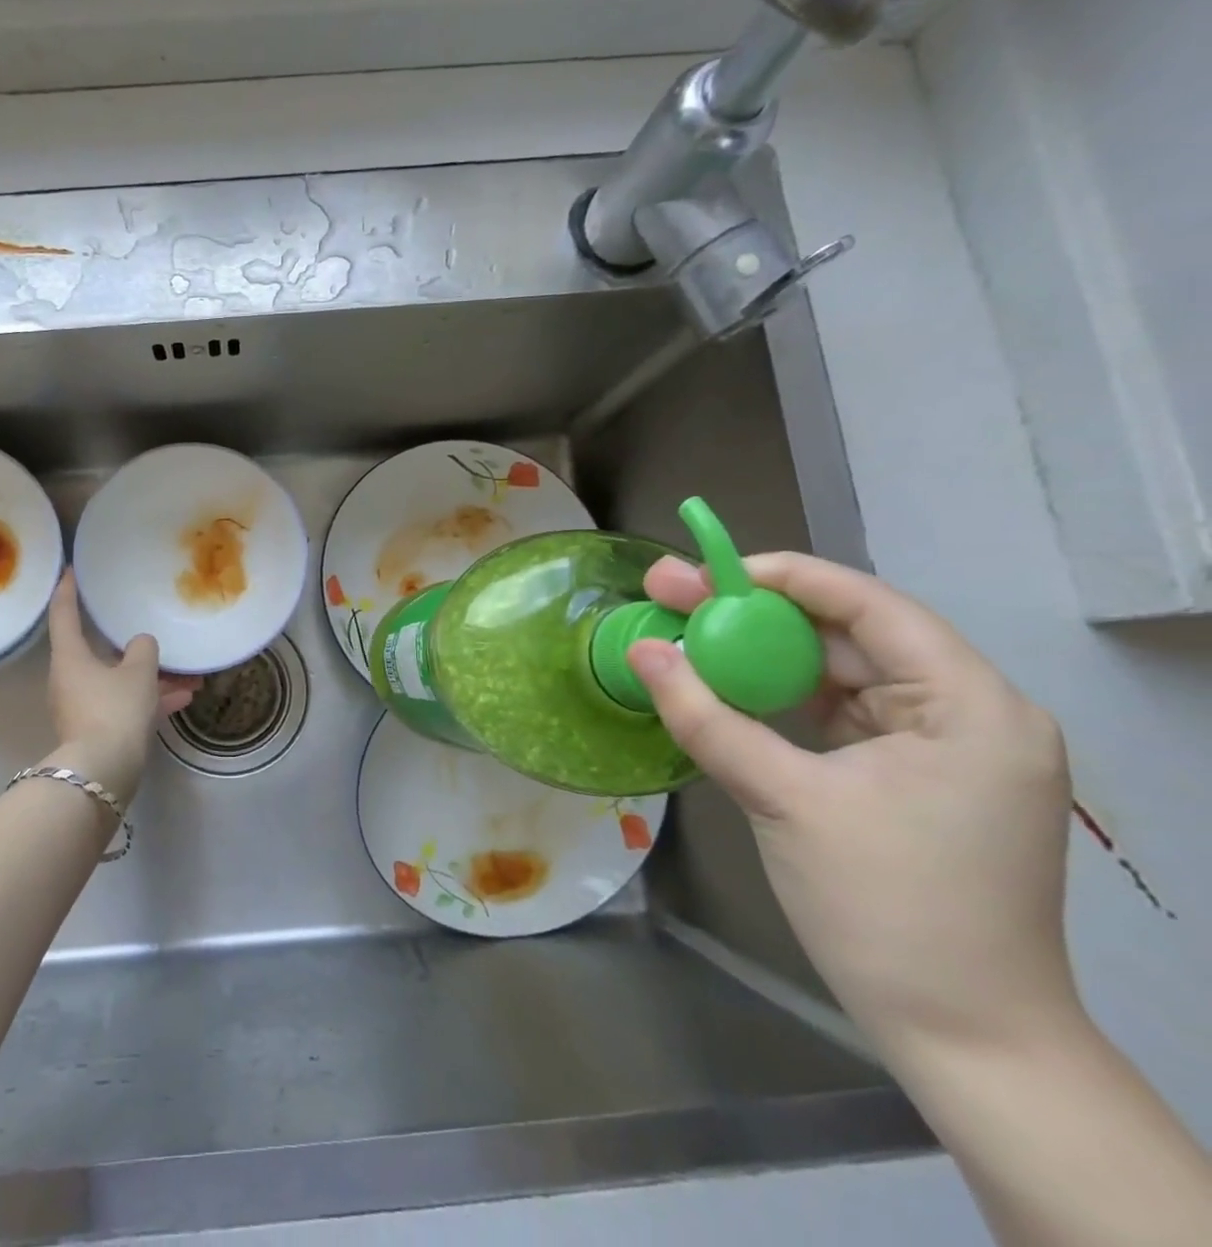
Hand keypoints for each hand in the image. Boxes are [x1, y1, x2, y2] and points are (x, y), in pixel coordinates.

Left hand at [46, 571, 196, 804]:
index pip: (64, 612)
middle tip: (149, 626)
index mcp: (70, 656)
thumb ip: (143, 649)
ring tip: (190, 675)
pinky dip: (151, 699)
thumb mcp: (138, 671)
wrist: (103, 772)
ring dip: (152, 677)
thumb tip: (141, 644)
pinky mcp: (98, 729)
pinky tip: (185, 698)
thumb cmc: (115, 709)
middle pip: (99, 650)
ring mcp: (83, 706)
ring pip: (119, 680)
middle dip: (132, 644)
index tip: (73, 570)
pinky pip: (126, 704)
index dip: (69, 588)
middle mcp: (70, 678)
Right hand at [627, 552, 1077, 1063]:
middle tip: (671, 595)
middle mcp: (969, 713)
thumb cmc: (886, 909)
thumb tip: (639, 649)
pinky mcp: (913, 776)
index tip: (702, 574)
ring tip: (685, 636)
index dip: (781, 577)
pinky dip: (779, 698)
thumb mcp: (783, 800)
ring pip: (837, 673)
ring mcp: (943, 747)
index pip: (869, 605)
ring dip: (760, 656)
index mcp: (971, 706)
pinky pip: (837, 713)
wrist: (963, 1037)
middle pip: (847, 635)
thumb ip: (706, 716)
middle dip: (754, 615)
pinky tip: (725, 688)